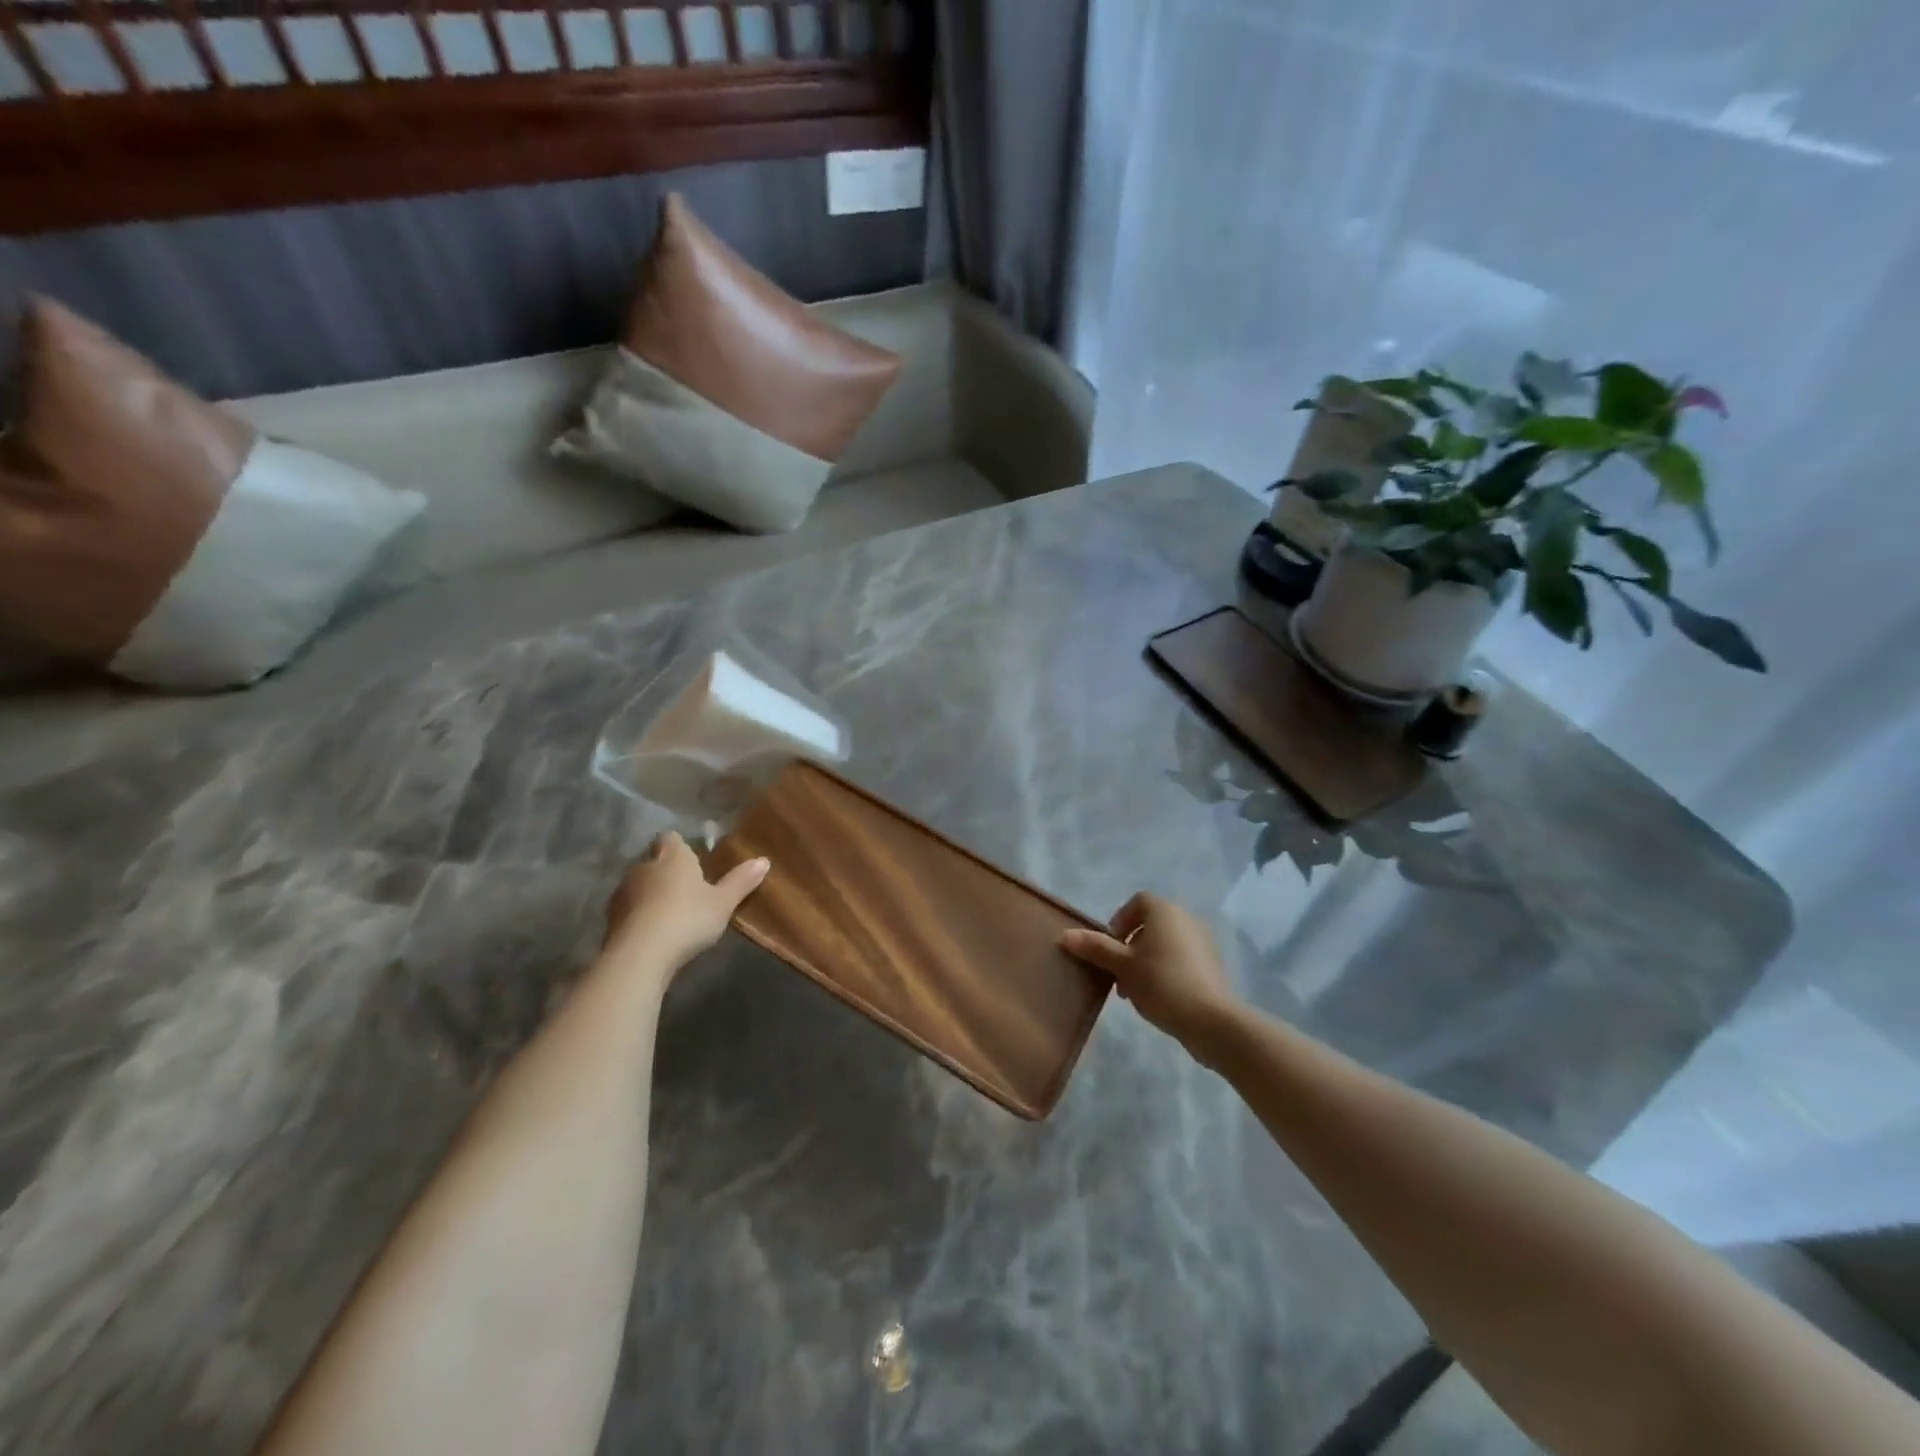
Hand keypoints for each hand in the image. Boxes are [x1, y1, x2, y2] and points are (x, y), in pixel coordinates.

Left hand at [602, 832, 769, 979]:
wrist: (640, 955)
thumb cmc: (687, 918)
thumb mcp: (723, 902)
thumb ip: (741, 881)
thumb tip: (764, 860)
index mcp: (672, 856)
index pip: (671, 838)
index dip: (680, 846)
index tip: (692, 858)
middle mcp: (643, 866)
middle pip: (653, 860)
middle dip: (665, 870)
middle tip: (685, 888)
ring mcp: (622, 892)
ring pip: (638, 885)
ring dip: (649, 894)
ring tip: (669, 913)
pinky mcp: (609, 919)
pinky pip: (628, 909)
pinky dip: (638, 916)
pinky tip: (652, 932)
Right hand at [1060, 892, 1237, 1047]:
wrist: (1211, 1020)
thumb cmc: (1161, 983)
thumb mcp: (1122, 966)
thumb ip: (1095, 948)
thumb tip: (1065, 935)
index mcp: (1164, 911)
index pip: (1137, 902)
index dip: (1119, 921)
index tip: (1110, 947)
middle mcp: (1186, 919)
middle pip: (1150, 924)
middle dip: (1129, 947)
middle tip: (1117, 974)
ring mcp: (1202, 942)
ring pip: (1164, 944)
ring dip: (1145, 961)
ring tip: (1134, 991)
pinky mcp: (1211, 966)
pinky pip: (1180, 959)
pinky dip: (1165, 970)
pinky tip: (1158, 998)